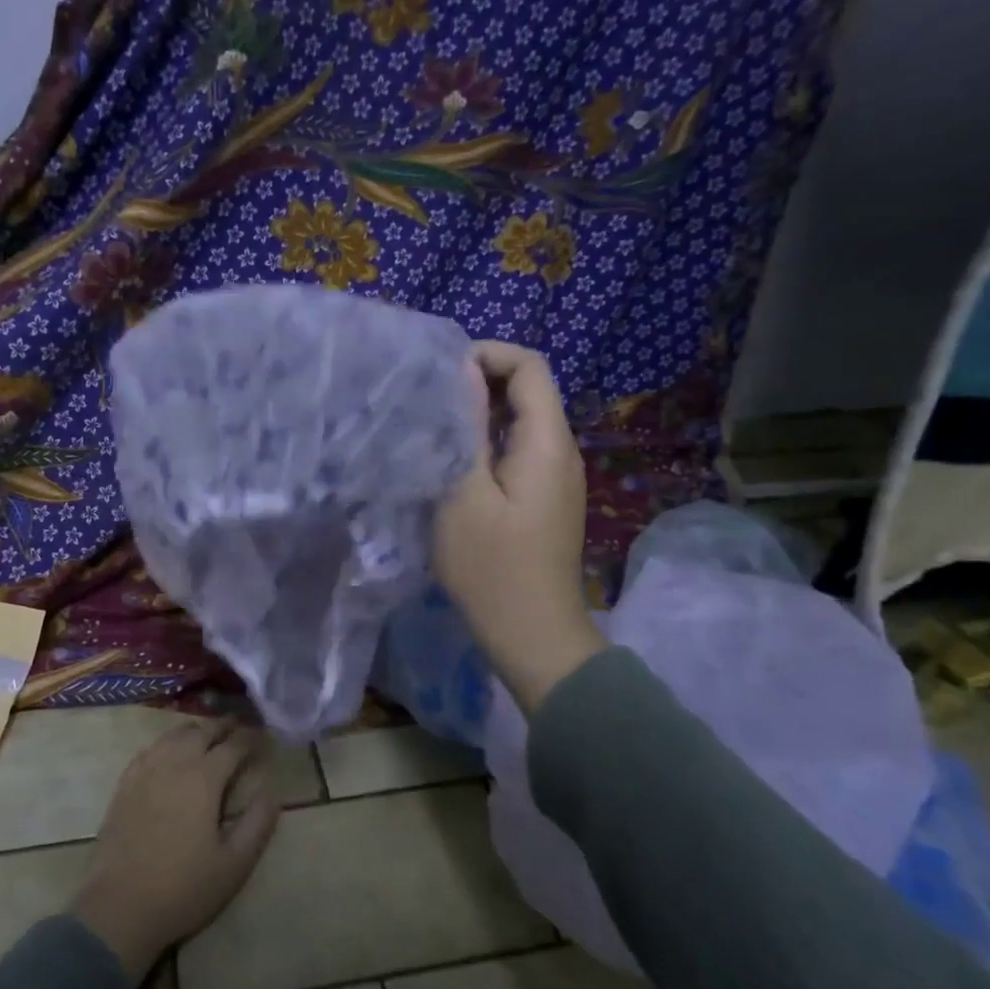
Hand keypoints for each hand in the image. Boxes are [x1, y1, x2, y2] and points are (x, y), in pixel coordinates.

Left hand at [71, 718, 280, 985]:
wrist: (120, 907)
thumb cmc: (184, 888)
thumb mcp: (234, 864)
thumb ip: (257, 823)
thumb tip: (271, 791)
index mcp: (204, 779)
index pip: (232, 746)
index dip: (250, 738)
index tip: (263, 735)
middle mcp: (174, 764)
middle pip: (201, 732)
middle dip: (223, 726)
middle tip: (238, 726)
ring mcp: (145, 771)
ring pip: (173, 736)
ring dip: (195, 730)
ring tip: (207, 734)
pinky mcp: (124, 785)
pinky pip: (149, 749)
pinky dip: (166, 742)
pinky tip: (169, 750)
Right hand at [434, 341, 606, 712]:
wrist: (533, 634)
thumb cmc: (491, 566)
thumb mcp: (464, 493)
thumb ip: (467, 428)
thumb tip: (464, 374)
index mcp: (546, 442)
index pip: (530, 366)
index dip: (488, 354)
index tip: (441, 374)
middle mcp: (561, 450)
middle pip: (529, 390)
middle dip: (479, 382)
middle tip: (428, 400)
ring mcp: (557, 477)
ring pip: (522, 422)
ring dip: (481, 415)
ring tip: (434, 428)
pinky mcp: (546, 499)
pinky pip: (519, 451)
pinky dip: (488, 443)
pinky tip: (455, 464)